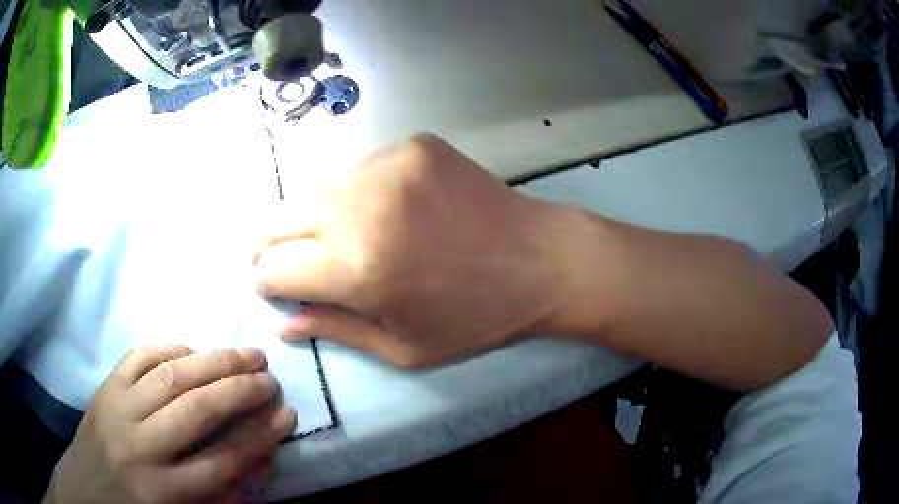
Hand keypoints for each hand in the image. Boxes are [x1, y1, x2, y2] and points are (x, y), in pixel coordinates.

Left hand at [44, 345, 296, 503]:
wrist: (88, 489)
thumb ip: (224, 491)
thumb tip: (259, 457)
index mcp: (166, 492)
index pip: (223, 460)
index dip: (260, 436)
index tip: (287, 414)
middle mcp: (141, 447)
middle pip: (197, 411)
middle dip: (241, 390)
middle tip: (269, 377)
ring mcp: (118, 409)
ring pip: (171, 376)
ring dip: (214, 361)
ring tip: (245, 355)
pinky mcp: (105, 386)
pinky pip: (140, 357)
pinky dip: (171, 348)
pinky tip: (193, 351)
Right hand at [255, 134, 571, 365]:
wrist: (541, 260)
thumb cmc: (476, 318)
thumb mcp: (404, 347)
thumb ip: (334, 331)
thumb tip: (281, 324)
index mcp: (358, 268)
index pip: (275, 268)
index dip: (267, 282)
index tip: (272, 288)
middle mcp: (362, 206)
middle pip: (280, 217)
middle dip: (270, 243)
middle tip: (281, 259)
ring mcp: (390, 164)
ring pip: (314, 186)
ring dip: (309, 215)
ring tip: (328, 236)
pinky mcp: (414, 145)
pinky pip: (359, 166)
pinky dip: (353, 191)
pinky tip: (380, 209)